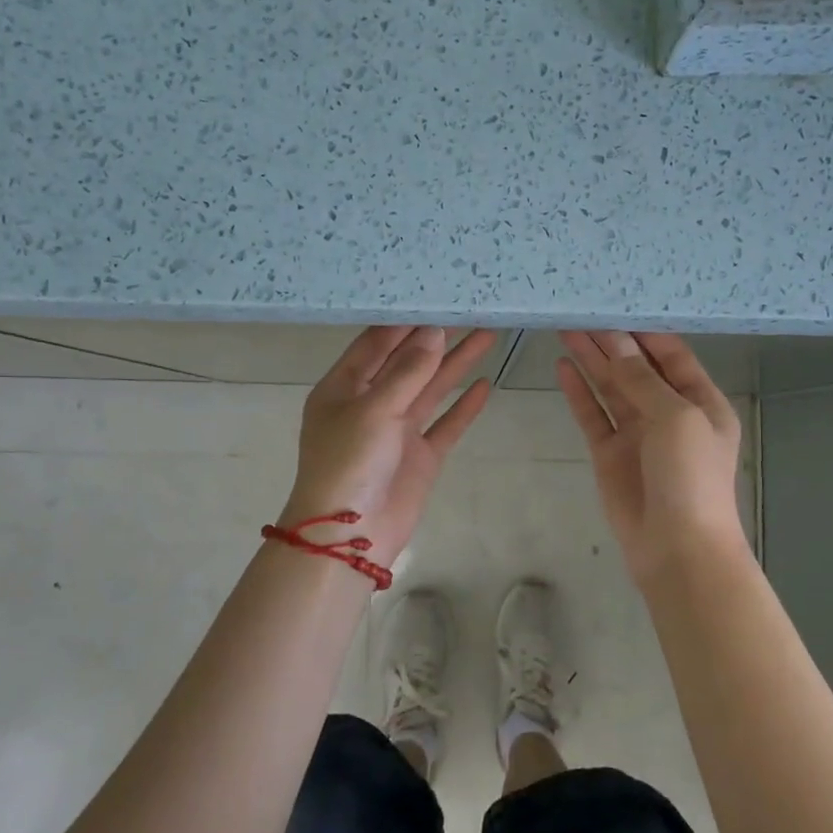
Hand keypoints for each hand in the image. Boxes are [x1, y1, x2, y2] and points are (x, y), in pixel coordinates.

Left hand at [280, 326, 497, 568]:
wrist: (350, 537)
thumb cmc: (349, 463)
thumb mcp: (373, 409)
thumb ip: (407, 371)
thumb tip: (433, 332)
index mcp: (344, 387)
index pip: (376, 343)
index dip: (406, 321)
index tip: (436, 296)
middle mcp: (370, 404)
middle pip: (408, 362)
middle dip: (438, 337)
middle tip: (471, 309)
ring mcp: (397, 431)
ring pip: (430, 389)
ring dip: (457, 364)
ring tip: (488, 334)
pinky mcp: (419, 456)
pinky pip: (445, 424)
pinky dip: (464, 407)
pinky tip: (486, 384)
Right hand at [557, 331, 747, 581]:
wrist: (677, 549)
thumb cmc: (691, 477)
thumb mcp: (676, 418)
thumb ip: (642, 380)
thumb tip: (615, 342)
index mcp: (700, 401)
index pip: (671, 355)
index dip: (643, 331)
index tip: (614, 304)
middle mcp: (669, 413)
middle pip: (636, 367)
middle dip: (610, 341)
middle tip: (580, 311)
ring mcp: (637, 434)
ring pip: (611, 387)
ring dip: (591, 360)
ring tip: (566, 328)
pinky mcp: (609, 454)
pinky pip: (592, 415)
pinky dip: (578, 392)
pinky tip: (562, 367)